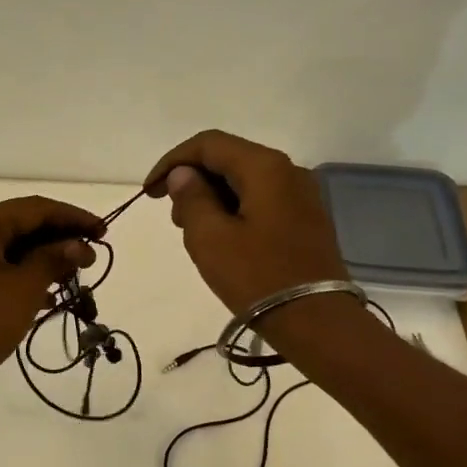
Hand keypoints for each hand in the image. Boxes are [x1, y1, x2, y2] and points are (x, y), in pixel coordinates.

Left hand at [0, 196, 102, 395]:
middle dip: (59, 239)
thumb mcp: (25, 288)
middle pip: (21, 224)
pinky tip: (47, 294)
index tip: (104, 232)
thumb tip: (80, 245)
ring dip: (43, 258)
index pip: (35, 208)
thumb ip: (55, 259)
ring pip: (9, 247)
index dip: (73, 218)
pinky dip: (22, 274)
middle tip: (93, 256)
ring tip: (75, 276)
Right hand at [143, 130, 349, 315]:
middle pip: (229, 159)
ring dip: (212, 197)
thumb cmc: (257, 277)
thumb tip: (184, 175)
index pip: (208, 144)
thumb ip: (191, 198)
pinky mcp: (306, 219)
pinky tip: (222, 239)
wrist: (316, 322)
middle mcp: (288, 171)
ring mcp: (302, 195)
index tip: (150, 191)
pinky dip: (234, 210)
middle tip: (174, 218)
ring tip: (194, 233)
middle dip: (194, 180)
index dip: (172, 162)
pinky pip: (261, 200)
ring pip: (245, 181)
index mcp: (265, 167)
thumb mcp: (210, 238)